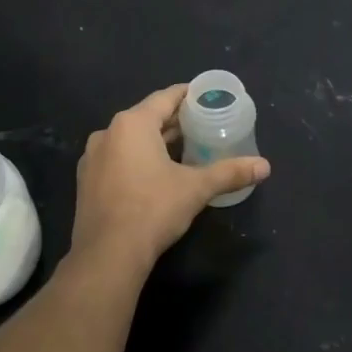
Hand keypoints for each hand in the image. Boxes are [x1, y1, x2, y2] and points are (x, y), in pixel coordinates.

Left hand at [71, 84, 270, 271]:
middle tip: (203, 125)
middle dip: (174, 122)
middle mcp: (107, 133)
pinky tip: (156, 174)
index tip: (206, 98)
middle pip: (147, 117)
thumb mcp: (196, 189)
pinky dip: (137, 160)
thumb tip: (265, 166)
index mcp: (132, 124)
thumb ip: (230, 173)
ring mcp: (92, 158)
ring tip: (184, 150)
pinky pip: (117, 159)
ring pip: (130, 140)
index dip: (188, 96)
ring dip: (156, 142)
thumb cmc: (153, 210)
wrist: (107, 255)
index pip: (165, 98)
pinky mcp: (86, 182)